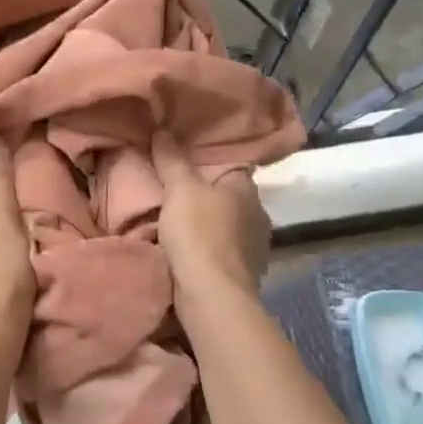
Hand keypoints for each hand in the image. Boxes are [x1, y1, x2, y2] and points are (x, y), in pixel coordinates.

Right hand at [151, 132, 270, 302]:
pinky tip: (192, 252)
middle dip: (210, 197)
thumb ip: (172, 160)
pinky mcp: (246, 273)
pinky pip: (225, 252)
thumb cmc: (198, 234)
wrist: (212, 295)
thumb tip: (163, 128)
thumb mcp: (179, 190)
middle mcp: (259, 214)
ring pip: (229, 226)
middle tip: (179, 194)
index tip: (188, 164)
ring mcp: (256, 247)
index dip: (211, 164)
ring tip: (182, 224)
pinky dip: (211, 250)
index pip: (233, 166)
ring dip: (212, 226)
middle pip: (231, 198)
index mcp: (247, 189)